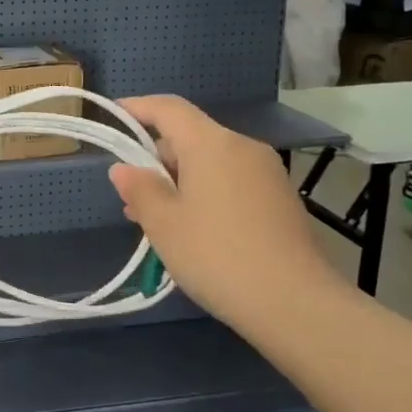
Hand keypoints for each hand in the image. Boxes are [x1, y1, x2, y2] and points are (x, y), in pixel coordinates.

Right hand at [106, 95, 344, 332]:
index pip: (169, 109)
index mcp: (212, 144)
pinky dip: (206, 193)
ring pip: (212, 163)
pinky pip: (232, 182)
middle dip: (157, 159)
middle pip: (191, 137)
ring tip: (157, 220)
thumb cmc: (217, 256)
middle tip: (131, 196)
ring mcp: (267, 173)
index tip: (115, 115)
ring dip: (180, 181)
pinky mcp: (281, 199)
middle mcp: (243, 147)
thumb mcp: (164, 225)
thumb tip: (124, 169)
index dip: (138, 108)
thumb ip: (140, 189)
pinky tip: (194, 230)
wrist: (296, 304)